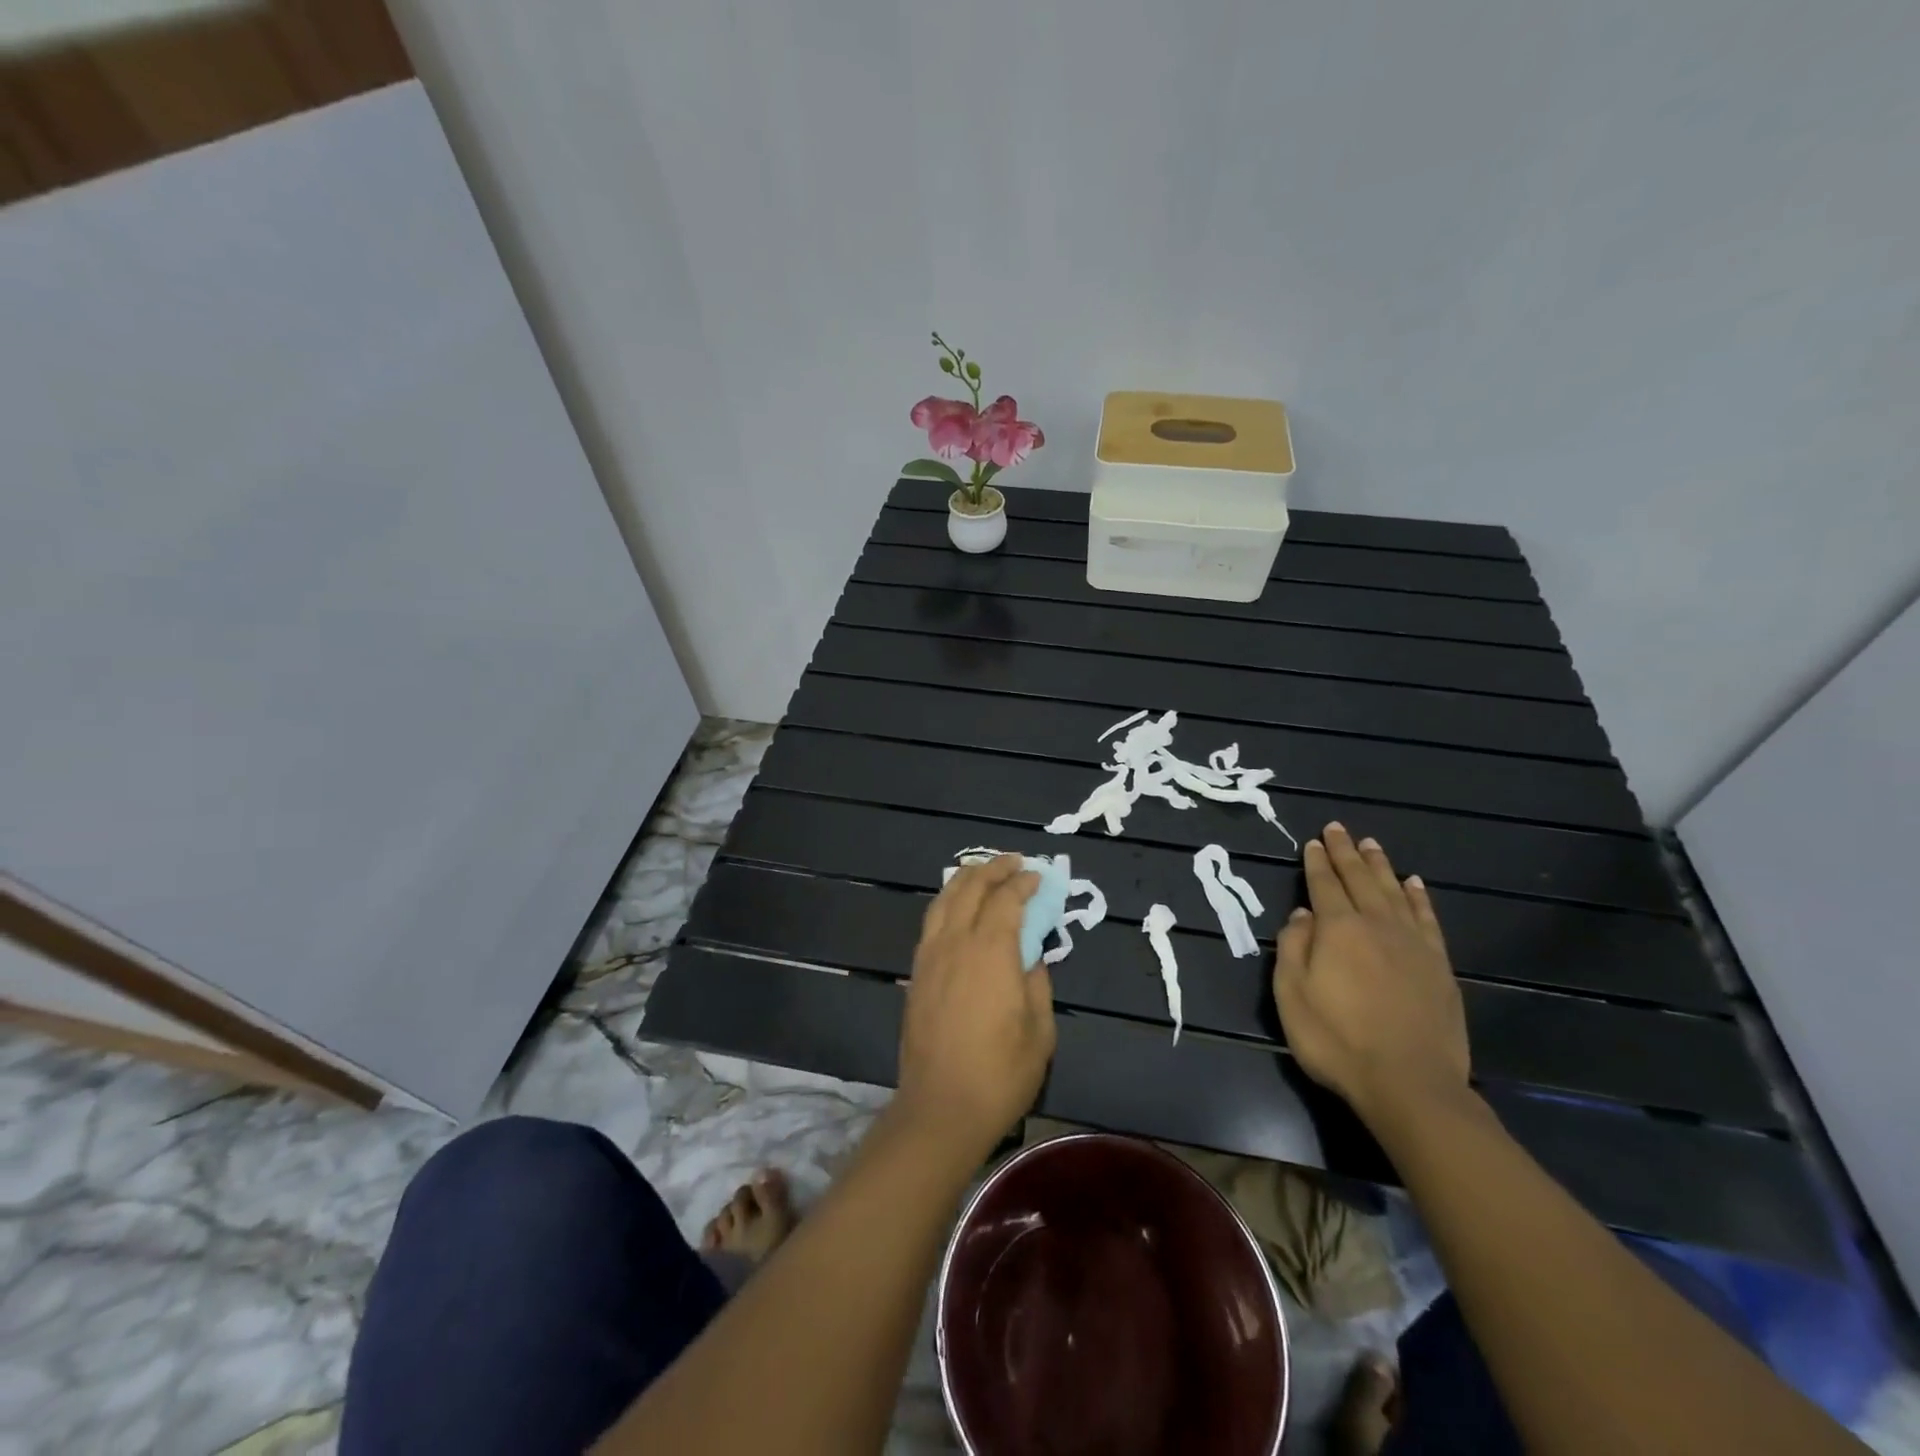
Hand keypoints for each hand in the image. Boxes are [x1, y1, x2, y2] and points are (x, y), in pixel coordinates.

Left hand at [896, 856, 1055, 1160]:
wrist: (940, 1108)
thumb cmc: (1000, 1073)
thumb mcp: (1040, 1031)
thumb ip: (1038, 983)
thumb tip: (1031, 957)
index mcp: (991, 951)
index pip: (1006, 899)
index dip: (1023, 883)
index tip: (1038, 877)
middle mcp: (956, 942)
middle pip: (971, 888)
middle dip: (994, 869)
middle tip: (1014, 863)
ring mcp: (930, 955)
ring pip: (945, 899)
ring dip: (967, 879)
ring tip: (984, 872)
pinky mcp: (916, 972)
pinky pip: (932, 921)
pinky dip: (948, 902)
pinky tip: (957, 906)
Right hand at [1272, 824, 1469, 1128]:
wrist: (1409, 1084)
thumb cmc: (1337, 1040)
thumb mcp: (1291, 995)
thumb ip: (1294, 947)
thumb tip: (1303, 914)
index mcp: (1338, 929)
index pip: (1324, 885)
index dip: (1317, 862)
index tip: (1314, 841)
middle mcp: (1376, 925)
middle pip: (1360, 880)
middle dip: (1346, 853)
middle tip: (1339, 829)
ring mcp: (1413, 944)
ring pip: (1394, 892)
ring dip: (1380, 866)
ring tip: (1372, 845)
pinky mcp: (1439, 966)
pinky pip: (1427, 919)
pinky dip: (1419, 898)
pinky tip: (1414, 884)